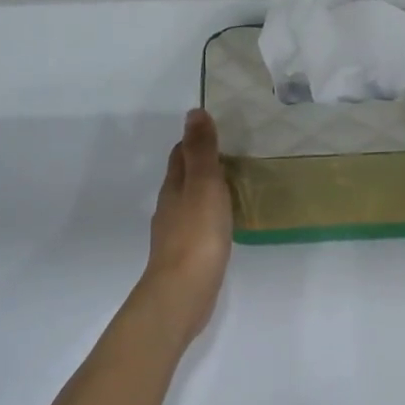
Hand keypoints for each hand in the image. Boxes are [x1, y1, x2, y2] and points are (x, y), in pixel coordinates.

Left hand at [141, 109, 232, 340]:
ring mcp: (176, 234)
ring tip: (234, 186)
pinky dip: (210, 217)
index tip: (218, 132)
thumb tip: (194, 112)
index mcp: (173, 187)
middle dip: (201, 164)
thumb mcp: (203, 185)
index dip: (195, 141)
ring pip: (190, 203)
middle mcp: (170, 207)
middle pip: (183, 178)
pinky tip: (225, 224)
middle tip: (233, 156)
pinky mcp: (186, 256)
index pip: (180, 155)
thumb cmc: (197, 234)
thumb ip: (201, 151)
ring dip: (207, 192)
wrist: (184, 291)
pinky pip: (199, 227)